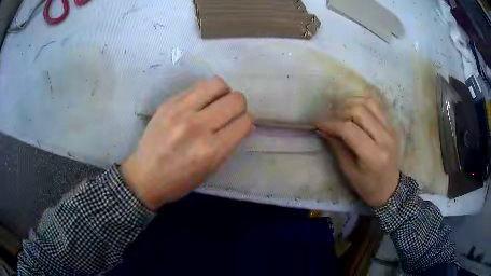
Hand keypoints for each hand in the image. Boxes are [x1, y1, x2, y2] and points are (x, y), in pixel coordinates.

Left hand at [121, 77, 252, 210]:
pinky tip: (199, 104)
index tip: (240, 125)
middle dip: (239, 106)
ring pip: (218, 84)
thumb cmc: (180, 181)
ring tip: (216, 104)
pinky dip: (205, 93)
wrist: (144, 176)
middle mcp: (197, 126)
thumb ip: (230, 145)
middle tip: (230, 114)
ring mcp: (181, 111)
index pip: (244, 122)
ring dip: (223, 93)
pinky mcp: (169, 102)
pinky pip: (197, 86)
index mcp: (211, 150)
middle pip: (236, 99)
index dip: (246, 122)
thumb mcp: (211, 170)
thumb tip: (246, 124)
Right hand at [316, 97, 399, 207]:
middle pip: (360, 111)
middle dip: (341, 112)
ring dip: (352, 103)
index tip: (319, 124)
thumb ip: (337, 147)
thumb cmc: (367, 186)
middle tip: (331, 119)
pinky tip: (354, 110)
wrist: (390, 188)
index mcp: (373, 156)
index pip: (350, 130)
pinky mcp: (392, 126)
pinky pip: (377, 106)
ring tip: (342, 112)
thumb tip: (323, 129)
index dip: (332, 124)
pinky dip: (363, 103)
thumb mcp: (348, 171)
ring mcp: (391, 130)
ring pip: (369, 103)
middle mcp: (385, 138)